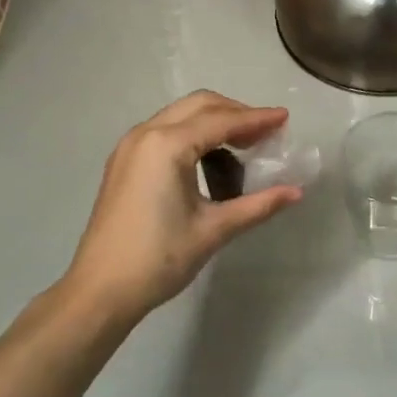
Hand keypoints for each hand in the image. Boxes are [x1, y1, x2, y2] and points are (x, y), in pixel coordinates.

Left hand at [61, 91, 301, 329]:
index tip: (285, 119)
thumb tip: (296, 192)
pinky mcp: (123, 162)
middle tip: (265, 134)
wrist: (101, 290)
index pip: (221, 121)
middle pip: (199, 106)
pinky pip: (164, 132)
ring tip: (242, 149)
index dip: (257, 119)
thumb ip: (257, 205)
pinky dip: (192, 136)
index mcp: (167, 145)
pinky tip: (209, 162)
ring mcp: (130, 146)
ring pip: (180, 116)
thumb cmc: (159, 259)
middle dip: (235, 114)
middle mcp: (145, 134)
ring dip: (213, 123)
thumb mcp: (213, 230)